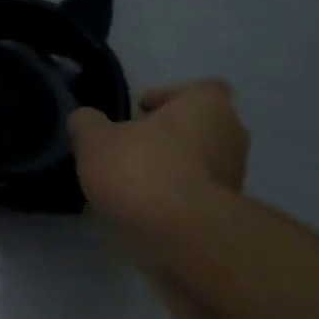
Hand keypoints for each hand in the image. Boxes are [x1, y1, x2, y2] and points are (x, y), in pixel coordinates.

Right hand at [69, 79, 249, 231]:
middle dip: (169, 134)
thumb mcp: (95, 141)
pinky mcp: (226, 206)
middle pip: (199, 124)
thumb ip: (87, 124)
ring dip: (174, 165)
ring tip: (135, 181)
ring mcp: (234, 171)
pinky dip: (176, 193)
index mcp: (206, 104)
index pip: (195, 88)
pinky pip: (197, 190)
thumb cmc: (141, 169)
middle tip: (134, 147)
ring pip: (200, 159)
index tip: (140, 112)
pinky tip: (147, 205)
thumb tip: (83, 118)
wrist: (180, 229)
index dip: (167, 97)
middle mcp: (230, 131)